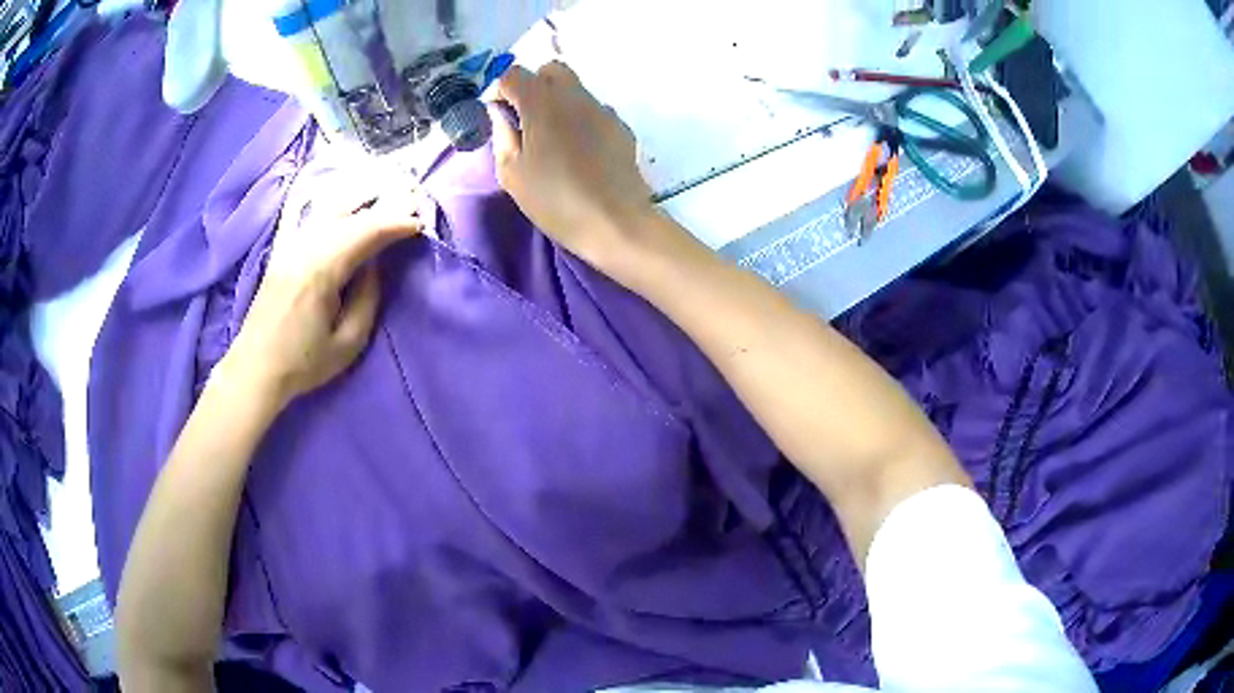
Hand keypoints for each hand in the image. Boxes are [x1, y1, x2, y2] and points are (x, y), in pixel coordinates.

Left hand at [221, 183, 421, 408]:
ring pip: (329, 206)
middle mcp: (304, 247)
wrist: (255, 369)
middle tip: (411, 195)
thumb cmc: (303, 363)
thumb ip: (367, 299)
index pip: (366, 231)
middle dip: (383, 201)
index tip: (419, 223)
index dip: (395, 223)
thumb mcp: (348, 343)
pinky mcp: (283, 249)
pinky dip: (335, 202)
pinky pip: (312, 214)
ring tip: (386, 189)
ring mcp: (290, 245)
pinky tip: (347, 198)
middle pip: (349, 211)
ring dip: (361, 195)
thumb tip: (375, 265)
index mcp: (321, 271)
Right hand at [489, 62, 660, 270]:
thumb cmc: (554, 200)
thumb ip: (502, 135)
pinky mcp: (621, 126)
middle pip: (551, 70)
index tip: (498, 114)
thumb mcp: (512, 173)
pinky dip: (582, 120)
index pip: (513, 74)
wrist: (615, 222)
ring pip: (576, 89)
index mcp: (541, 102)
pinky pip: (595, 110)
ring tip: (554, 139)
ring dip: (559, 102)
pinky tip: (581, 151)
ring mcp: (602, 109)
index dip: (501, 90)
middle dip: (534, 85)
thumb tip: (500, 113)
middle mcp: (574, 95)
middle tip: (527, 118)